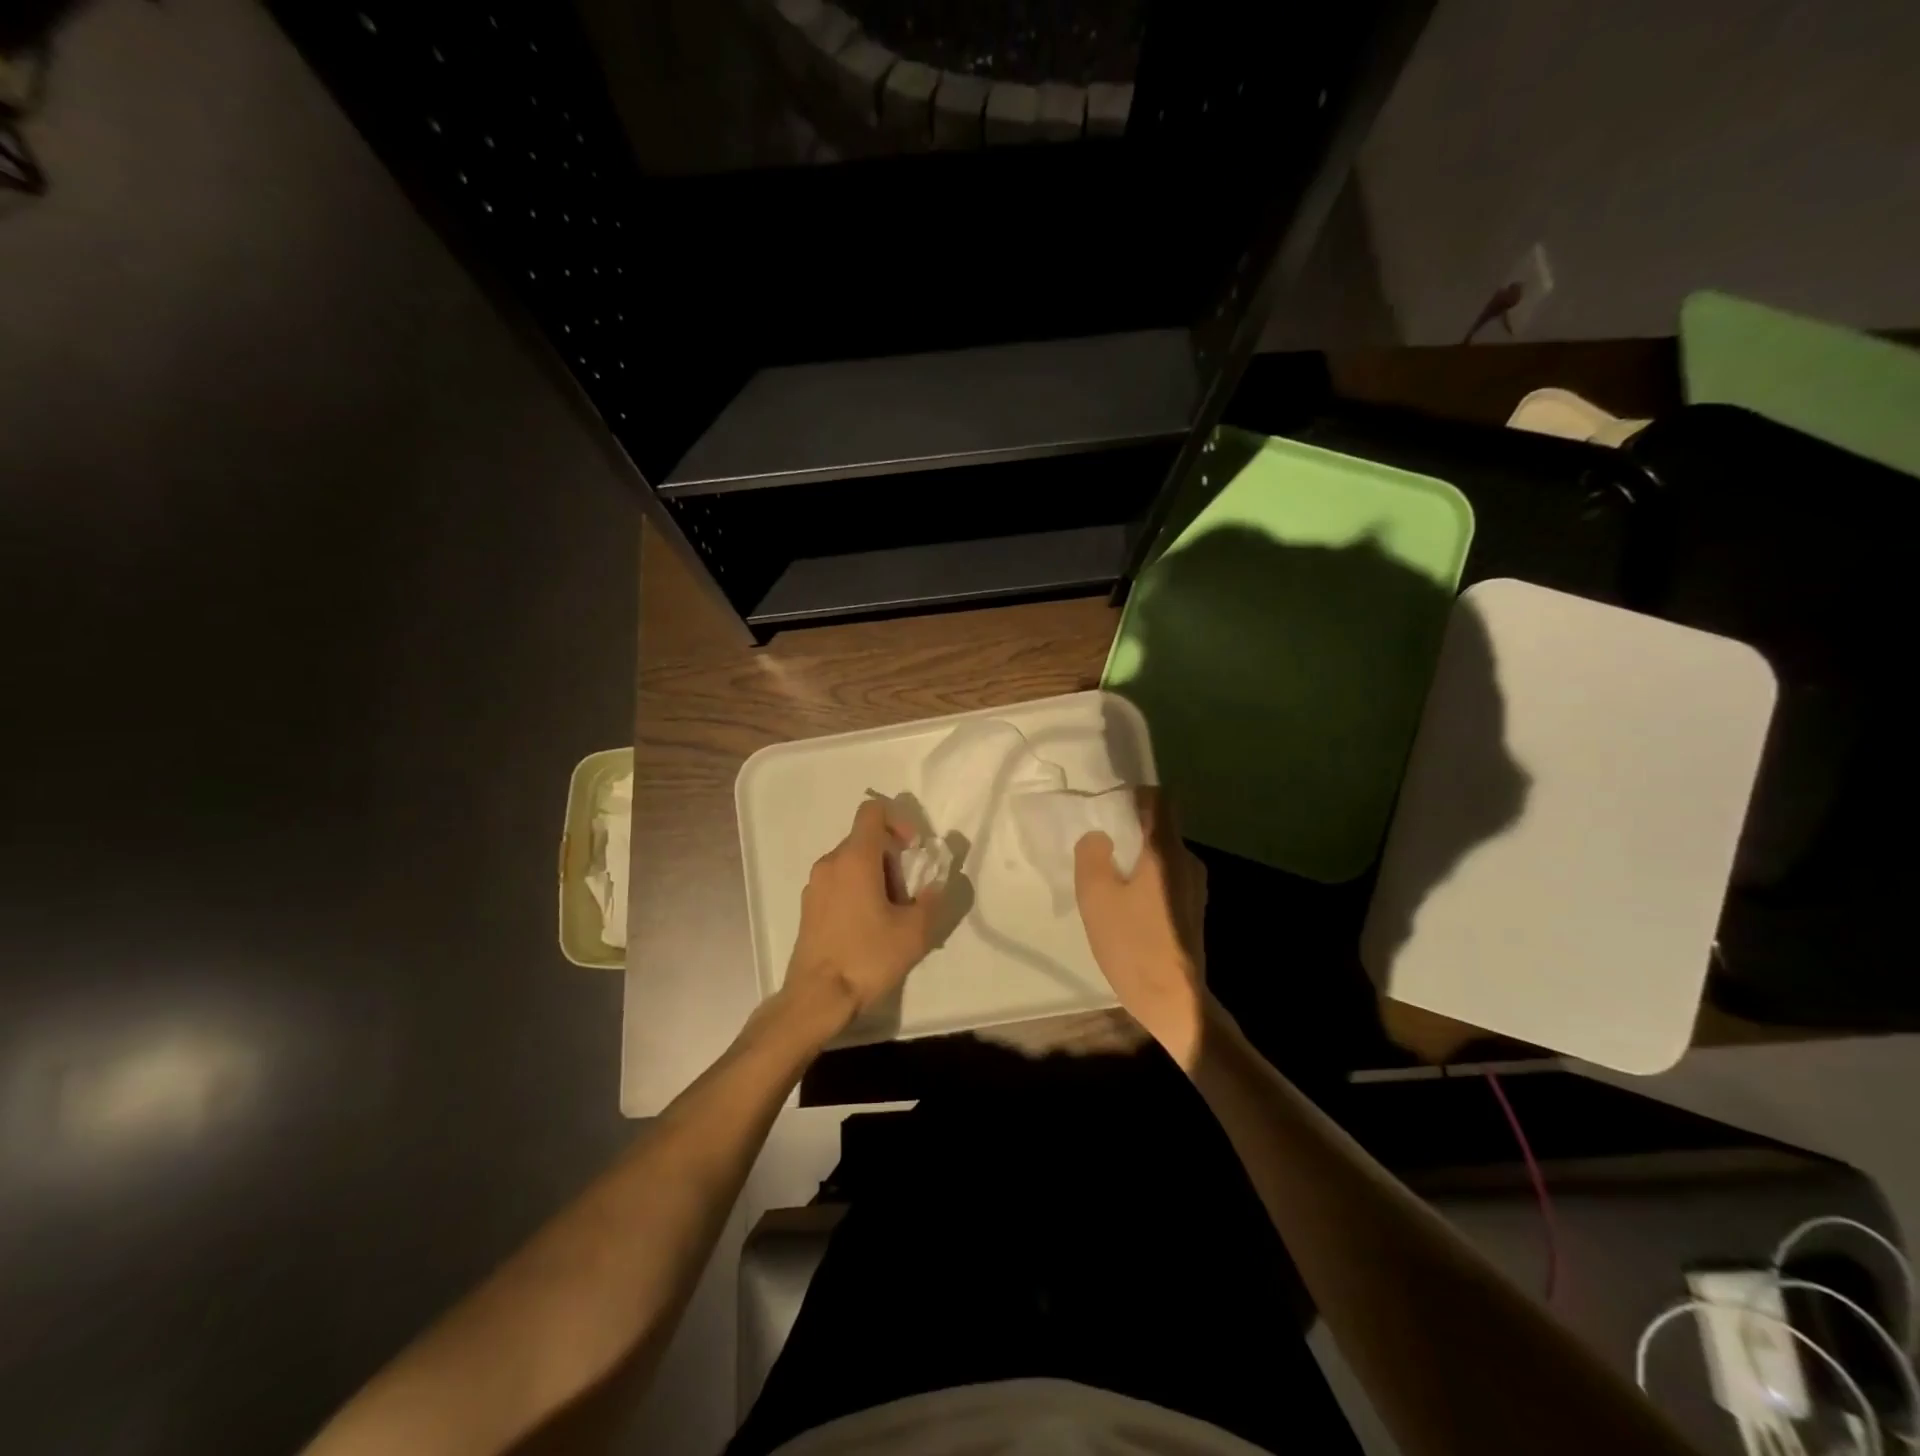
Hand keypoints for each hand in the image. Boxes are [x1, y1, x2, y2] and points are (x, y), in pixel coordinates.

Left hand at [781, 798, 941, 1035]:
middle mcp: (830, 863)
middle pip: (865, 840)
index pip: (872, 812)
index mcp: (855, 858)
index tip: (913, 852)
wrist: (817, 998)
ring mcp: (815, 885)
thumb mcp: (914, 932)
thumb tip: (935, 885)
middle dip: (892, 859)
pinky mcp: (808, 907)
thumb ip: (932, 900)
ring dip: (876, 877)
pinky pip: (838, 883)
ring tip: (891, 915)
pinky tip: (868, 928)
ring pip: (852, 863)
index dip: (898, 822)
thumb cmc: (866, 958)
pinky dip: (857, 891)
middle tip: (908, 894)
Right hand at [1074, 787, 1208, 1064]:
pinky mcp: (1192, 910)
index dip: (1134, 796)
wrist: (1174, 1002)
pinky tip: (1125, 907)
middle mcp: (1187, 861)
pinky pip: (1165, 878)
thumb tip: (1098, 836)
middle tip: (1097, 848)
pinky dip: (1145, 880)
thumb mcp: (1096, 897)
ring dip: (1135, 859)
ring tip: (1107, 881)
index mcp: (1166, 851)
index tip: (1108, 809)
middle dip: (1128, 831)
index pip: (1160, 799)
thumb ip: (1092, 855)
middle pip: (1159, 828)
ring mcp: (1194, 887)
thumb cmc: (1133, 944)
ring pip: (1161, 856)